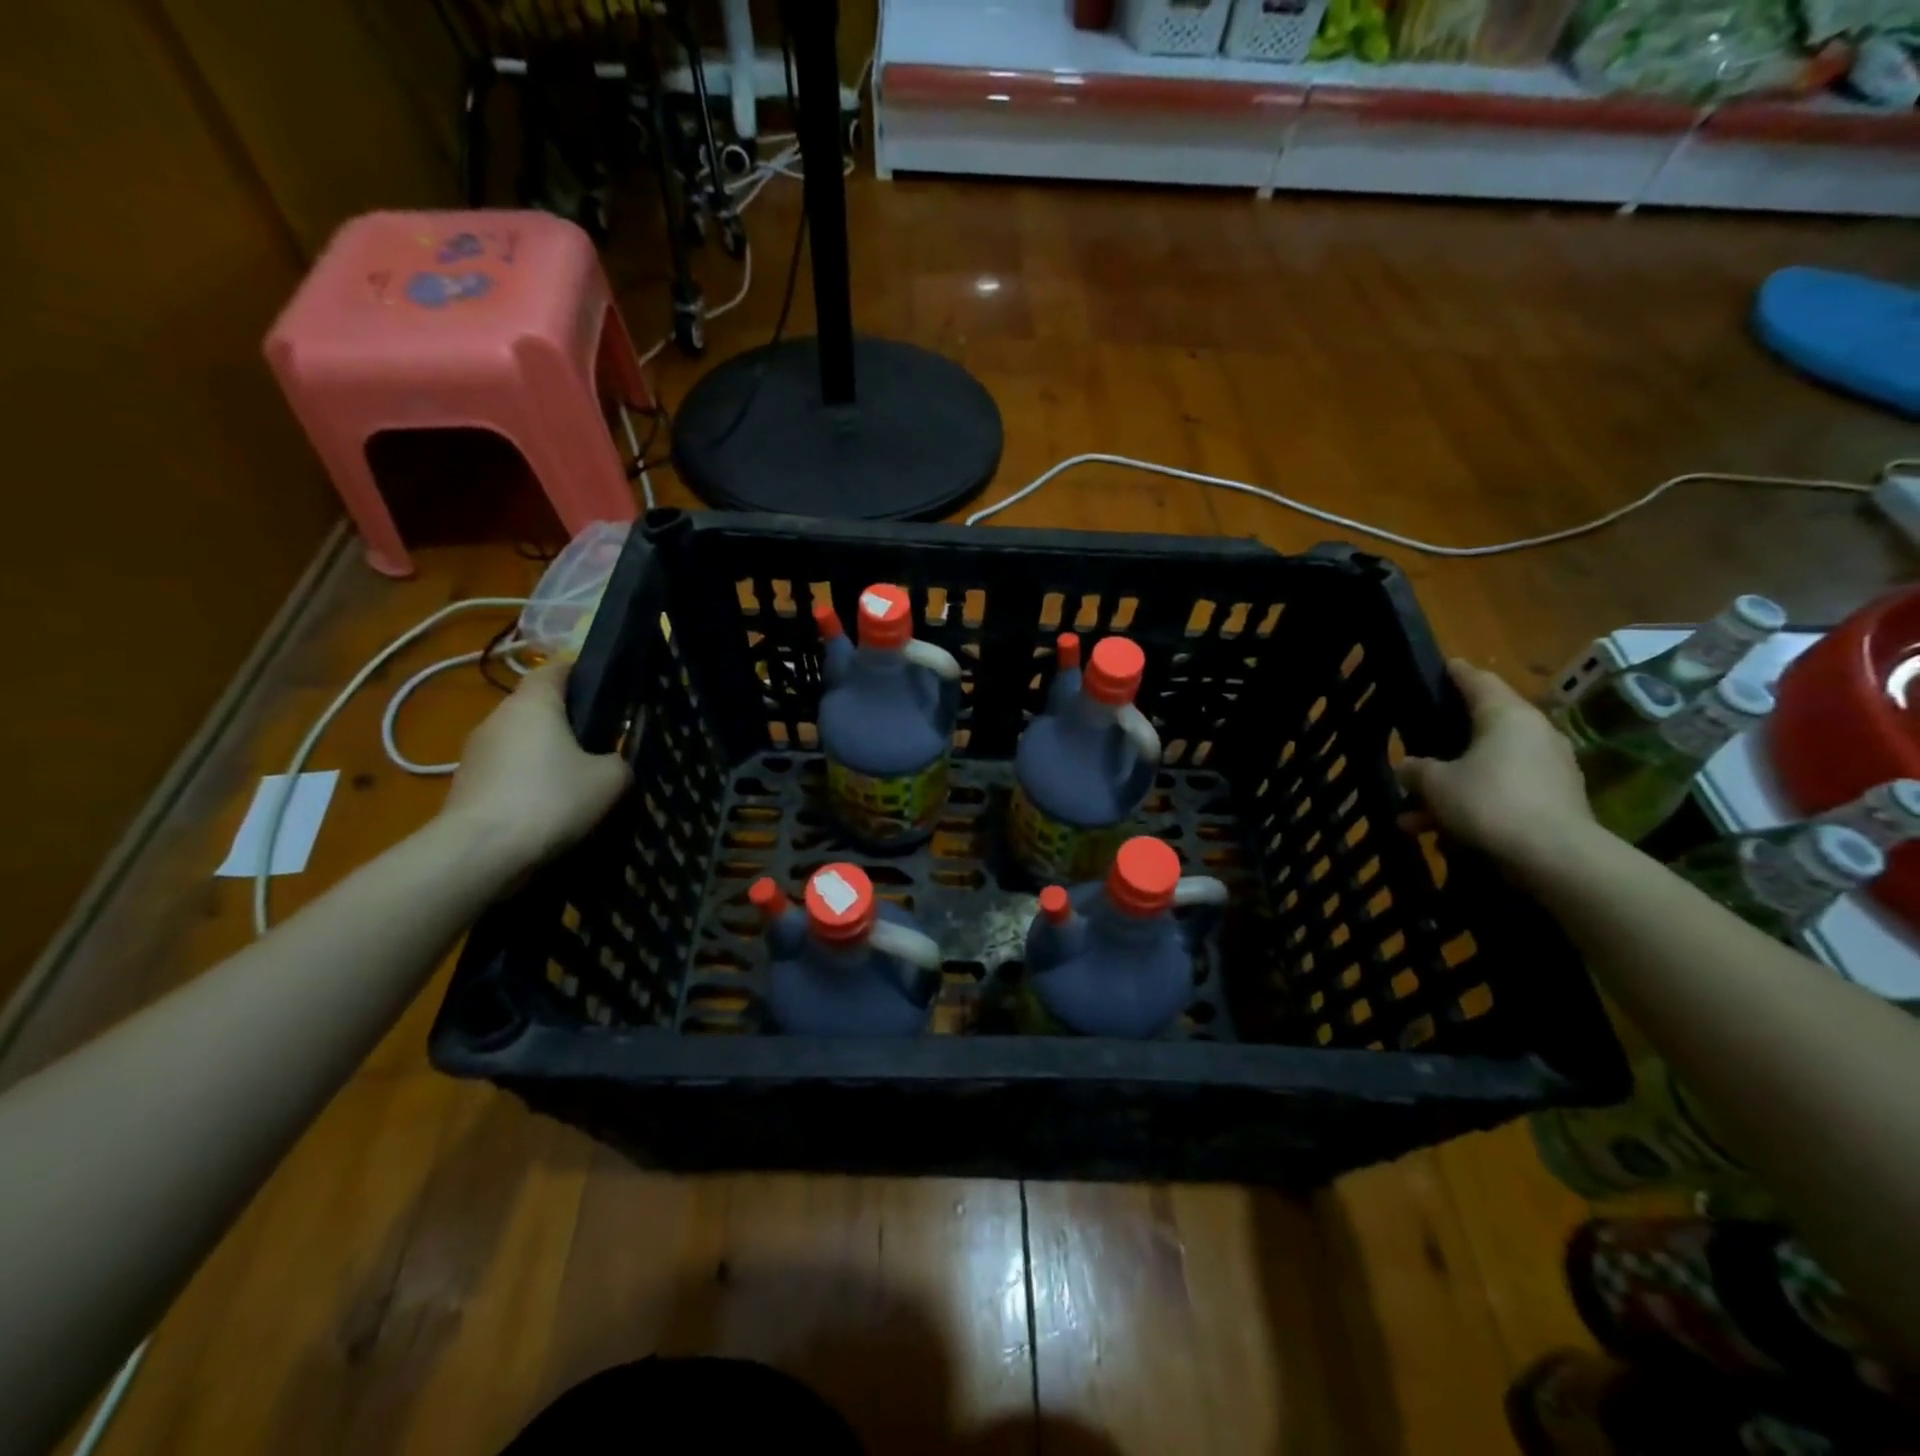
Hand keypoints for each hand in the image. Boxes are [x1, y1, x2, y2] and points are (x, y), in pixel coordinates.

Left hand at [441, 663, 630, 870]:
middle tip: (597, 743)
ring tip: (572, 782)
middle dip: (564, 720)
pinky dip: (525, 781)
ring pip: (519, 741)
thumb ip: (619, 761)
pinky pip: (505, 772)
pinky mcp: (464, 785)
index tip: (604, 688)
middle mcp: (498, 717)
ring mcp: (475, 752)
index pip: (555, 668)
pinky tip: (545, 808)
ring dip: (543, 754)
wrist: (480, 853)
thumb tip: (611, 762)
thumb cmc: (552, 799)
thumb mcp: (610, 780)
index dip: (580, 672)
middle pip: (536, 706)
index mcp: (534, 703)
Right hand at [1395, 659, 1592, 870]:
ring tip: (1414, 817)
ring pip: (1487, 768)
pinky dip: (1474, 806)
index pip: (1479, 682)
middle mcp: (1534, 734)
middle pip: (1482, 729)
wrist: (1556, 856)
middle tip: (1418, 748)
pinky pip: (1503, 793)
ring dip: (1451, 788)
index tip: (1444, 666)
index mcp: (1507, 716)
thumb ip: (1417, 770)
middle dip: (1445, 745)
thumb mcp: (1436, 784)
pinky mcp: (1555, 801)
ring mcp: (1549, 768)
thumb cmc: (1489, 802)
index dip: (1457, 673)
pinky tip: (1443, 835)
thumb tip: (1409, 766)